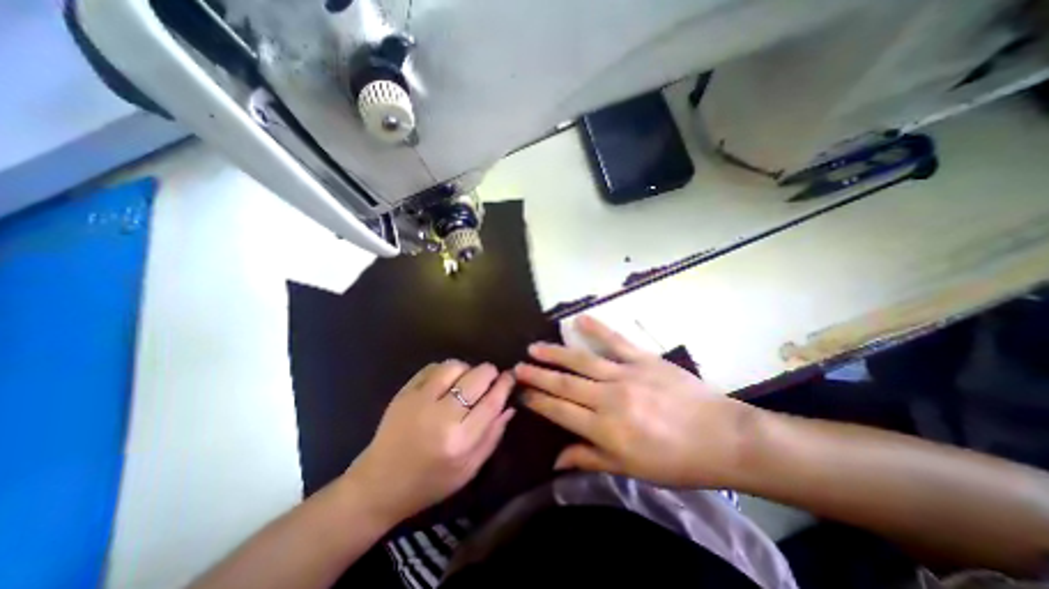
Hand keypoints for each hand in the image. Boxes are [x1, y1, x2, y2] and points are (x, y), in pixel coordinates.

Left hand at [345, 360, 515, 521]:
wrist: (378, 485)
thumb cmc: (430, 483)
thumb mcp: (469, 469)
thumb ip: (493, 436)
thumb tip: (510, 405)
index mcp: (460, 441)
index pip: (492, 402)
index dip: (505, 384)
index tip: (511, 376)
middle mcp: (441, 417)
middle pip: (476, 378)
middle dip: (490, 372)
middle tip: (491, 378)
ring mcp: (419, 401)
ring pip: (455, 366)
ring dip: (467, 369)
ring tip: (466, 381)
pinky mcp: (404, 392)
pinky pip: (433, 367)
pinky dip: (446, 370)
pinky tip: (446, 382)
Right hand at [515, 317, 754, 486]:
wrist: (722, 437)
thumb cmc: (676, 461)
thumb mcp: (632, 471)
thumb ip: (591, 460)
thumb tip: (556, 461)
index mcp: (606, 430)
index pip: (560, 412)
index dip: (538, 401)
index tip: (521, 392)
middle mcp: (609, 399)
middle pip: (565, 384)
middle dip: (538, 375)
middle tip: (517, 367)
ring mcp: (626, 374)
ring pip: (582, 361)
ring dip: (555, 353)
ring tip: (534, 347)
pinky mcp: (643, 359)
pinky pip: (615, 341)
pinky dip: (596, 329)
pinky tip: (579, 319)